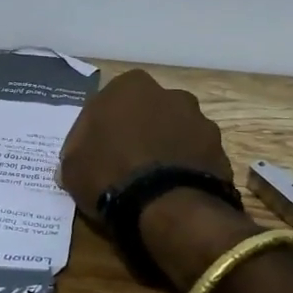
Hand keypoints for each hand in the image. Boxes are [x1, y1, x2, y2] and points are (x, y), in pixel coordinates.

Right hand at [57, 69, 233, 215]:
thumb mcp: (72, 165)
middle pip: (147, 112)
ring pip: (175, 132)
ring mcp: (200, 121)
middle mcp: (170, 94)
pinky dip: (185, 168)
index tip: (94, 153)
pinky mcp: (220, 150)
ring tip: (152, 181)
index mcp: (130, 86)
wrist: (167, 207)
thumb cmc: (110, 173)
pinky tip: (172, 190)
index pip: (107, 103)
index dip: (99, 129)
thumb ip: (76, 151)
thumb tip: (78, 158)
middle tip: (124, 164)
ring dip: (165, 148)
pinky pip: (194, 156)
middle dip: (138, 132)